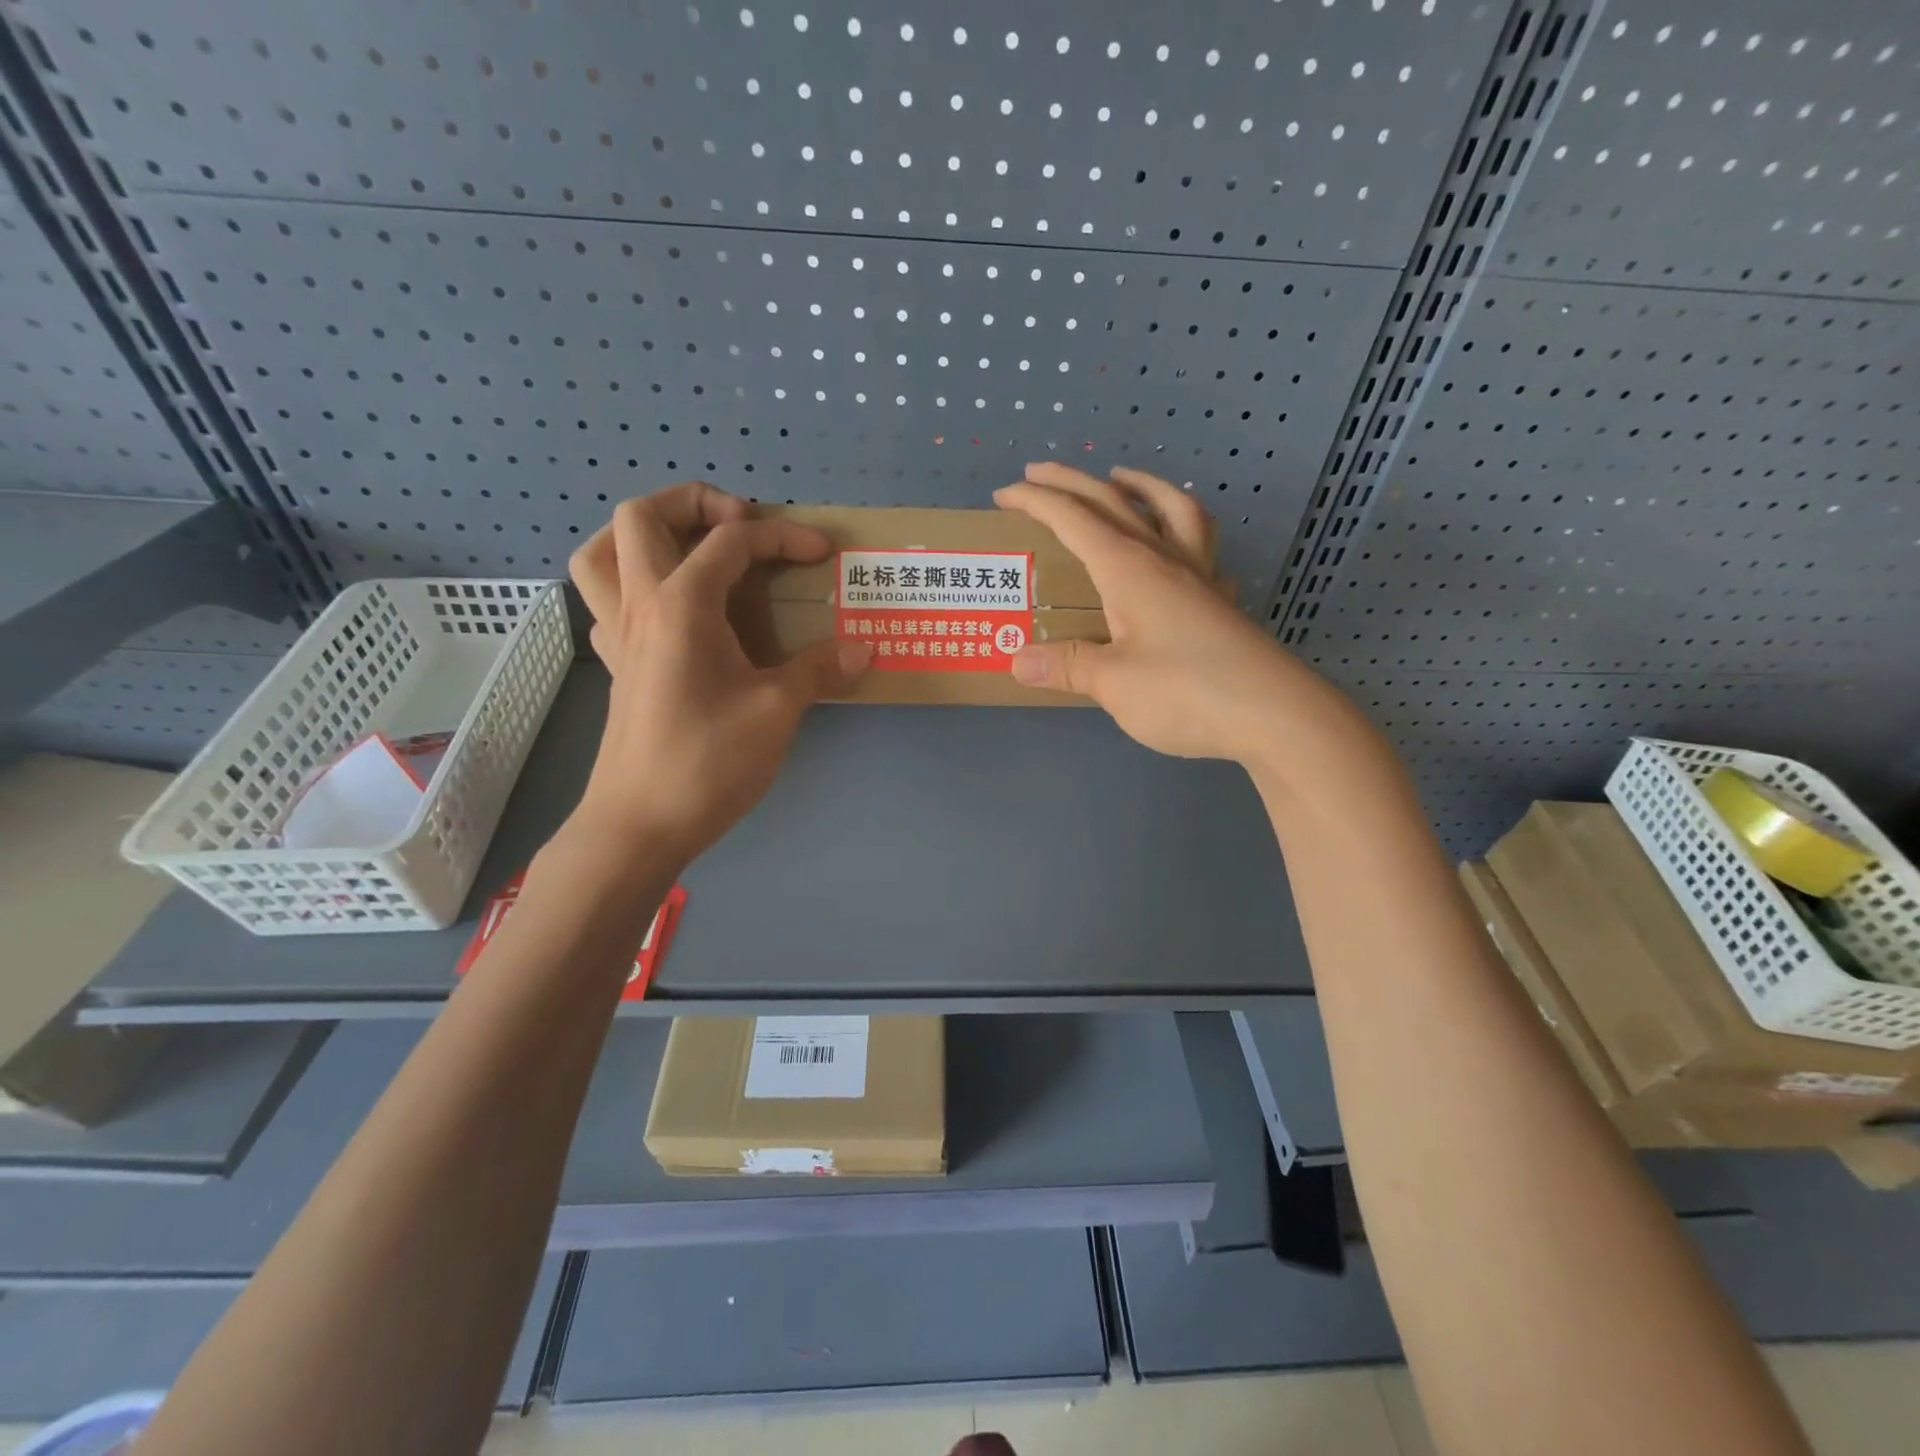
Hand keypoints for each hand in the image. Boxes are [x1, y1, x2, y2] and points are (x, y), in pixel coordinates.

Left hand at [566, 482, 869, 862]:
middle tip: (740, 524)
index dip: (783, 536)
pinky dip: (634, 583)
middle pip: (640, 516)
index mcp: (681, 605)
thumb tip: (861, 648)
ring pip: (602, 553)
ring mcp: (618, 635)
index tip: (822, 554)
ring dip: (644, 536)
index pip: (731, 541)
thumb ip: (818, 671)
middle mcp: (640, 605)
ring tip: (690, 550)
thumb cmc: (707, 763)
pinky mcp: (617, 665)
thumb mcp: (776, 713)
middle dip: (692, 502)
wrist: (639, 825)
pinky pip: (607, 600)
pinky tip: (674, 611)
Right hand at [996, 463, 1351, 765]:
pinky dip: (1185, 534)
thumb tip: (1018, 660)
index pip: (1073, 519)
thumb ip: (1067, 666)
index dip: (1036, 501)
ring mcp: (1200, 577)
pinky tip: (1181, 552)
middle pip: (1114, 503)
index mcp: (1129, 569)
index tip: (1003, 493)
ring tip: (1122, 480)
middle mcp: (1164, 559)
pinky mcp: (1222, 602)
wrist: (1275, 715)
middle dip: (1071, 483)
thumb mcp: (1113, 683)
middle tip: (1037, 472)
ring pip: (1172, 510)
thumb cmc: (1186, 692)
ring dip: (1141, 486)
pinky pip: (1204, 550)